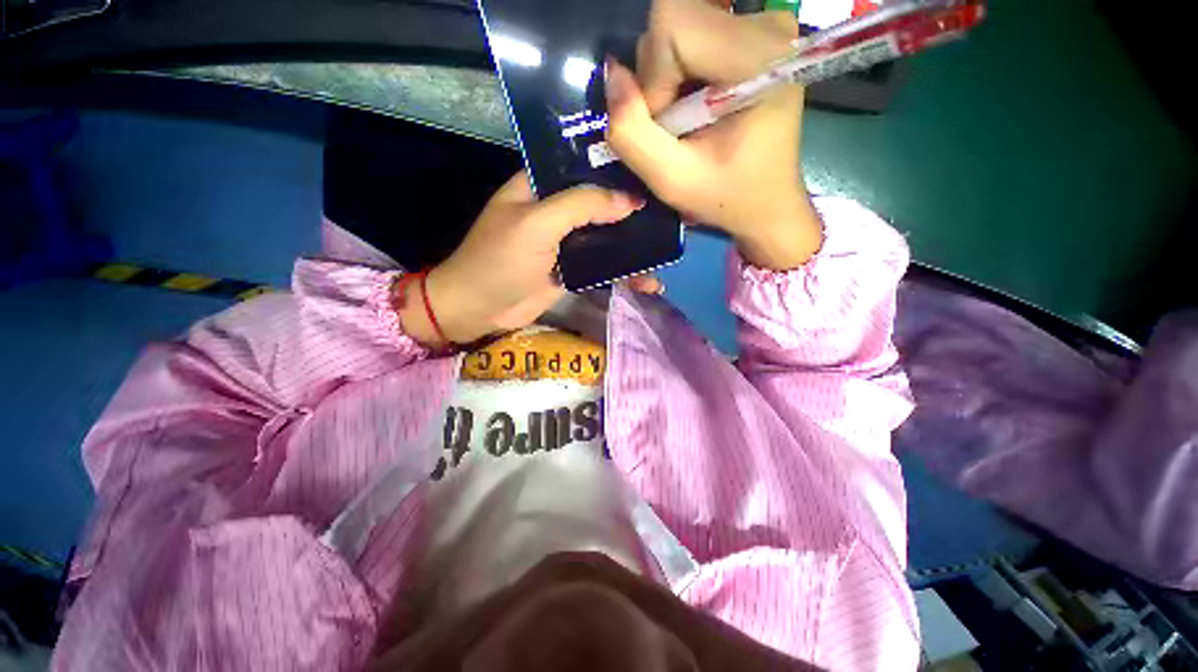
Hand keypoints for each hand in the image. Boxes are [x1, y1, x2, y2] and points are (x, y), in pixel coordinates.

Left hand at [397, 172, 644, 346]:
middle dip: (634, 209)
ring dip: (634, 245)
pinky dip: (625, 273)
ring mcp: (568, 242)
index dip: (619, 166)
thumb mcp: (537, 223)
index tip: (654, 168)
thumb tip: (630, 200)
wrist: (480, 309)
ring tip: (668, 250)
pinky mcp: (574, 269)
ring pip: (608, 236)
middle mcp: (558, 209)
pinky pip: (605, 266)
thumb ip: (582, 205)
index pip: (586, 163)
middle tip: (671, 212)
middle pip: (603, 202)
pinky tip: (648, 282)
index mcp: (543, 184)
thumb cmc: (500, 259)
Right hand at [604, 0, 822, 270]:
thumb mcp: (672, 181)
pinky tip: (695, 107)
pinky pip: (692, 34)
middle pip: (674, 19)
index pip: (672, 26)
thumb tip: (613, 75)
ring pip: (679, 25)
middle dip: (657, 78)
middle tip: (674, 126)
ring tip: (686, 121)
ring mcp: (762, 25)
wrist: (767, 202)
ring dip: (665, 78)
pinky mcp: (752, 34)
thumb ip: (632, 134)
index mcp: (758, 58)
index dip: (653, 79)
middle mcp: (766, 26)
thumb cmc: (726, 196)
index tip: (666, 127)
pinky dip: (678, 73)